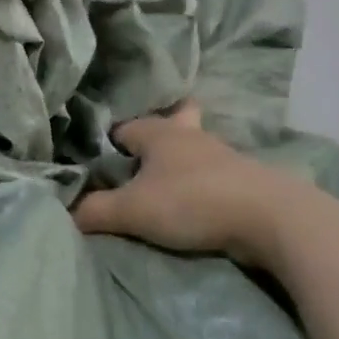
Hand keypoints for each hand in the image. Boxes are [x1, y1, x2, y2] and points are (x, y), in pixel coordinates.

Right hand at [73, 101, 305, 265]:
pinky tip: (197, 199)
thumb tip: (67, 213)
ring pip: (195, 147)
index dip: (110, 142)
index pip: (123, 127)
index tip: (100, 161)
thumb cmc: (192, 201)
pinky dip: (204, 181)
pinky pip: (216, 173)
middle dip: (159, 131)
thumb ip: (95, 211)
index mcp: (158, 132)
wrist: (271, 218)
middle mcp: (189, 135)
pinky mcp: (245, 179)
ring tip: (167, 181)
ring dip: (183, 160)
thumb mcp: (133, 210)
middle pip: (172, 120)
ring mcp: (222, 155)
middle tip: (143, 155)